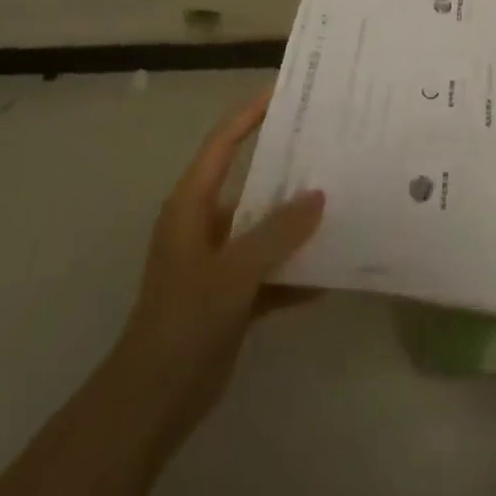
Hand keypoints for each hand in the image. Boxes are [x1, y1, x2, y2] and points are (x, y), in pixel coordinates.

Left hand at [117, 95, 324, 444]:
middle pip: (252, 182)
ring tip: (343, 201)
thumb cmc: (185, 320)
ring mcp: (219, 261)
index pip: (224, 144)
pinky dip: (296, 270)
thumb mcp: (235, 270)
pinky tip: (332, 271)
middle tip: (332, 147)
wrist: (152, 402)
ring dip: (297, 222)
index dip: (250, 114)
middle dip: (289, 168)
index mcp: (192, 205)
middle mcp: (205, 224)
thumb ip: (279, 231)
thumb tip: (319, 195)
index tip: (286, 92)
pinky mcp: (231, 295)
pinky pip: (271, 270)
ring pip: (265, 227)